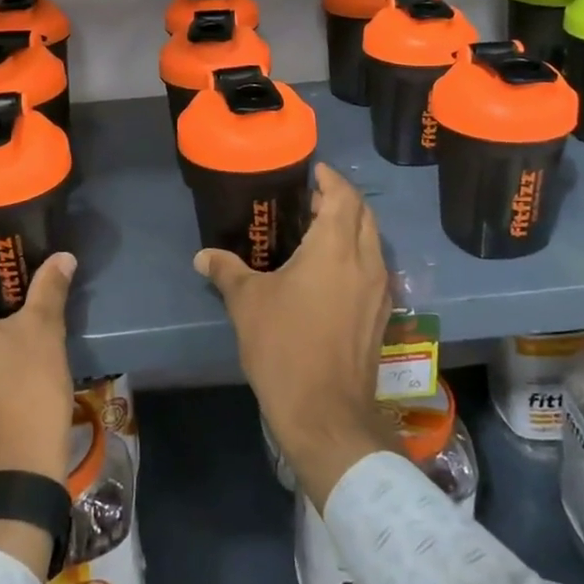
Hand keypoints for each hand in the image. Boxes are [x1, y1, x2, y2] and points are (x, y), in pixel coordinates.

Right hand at [195, 163, 400, 509]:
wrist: (326, 413)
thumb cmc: (284, 346)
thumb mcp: (247, 303)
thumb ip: (226, 270)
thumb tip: (202, 256)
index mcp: (335, 248)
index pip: (344, 196)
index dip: (330, 178)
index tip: (312, 171)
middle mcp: (365, 261)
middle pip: (364, 214)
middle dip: (341, 199)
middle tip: (310, 199)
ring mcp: (379, 289)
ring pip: (372, 241)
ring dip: (352, 227)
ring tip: (317, 231)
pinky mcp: (381, 314)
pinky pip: (373, 267)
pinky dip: (356, 254)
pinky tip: (330, 270)